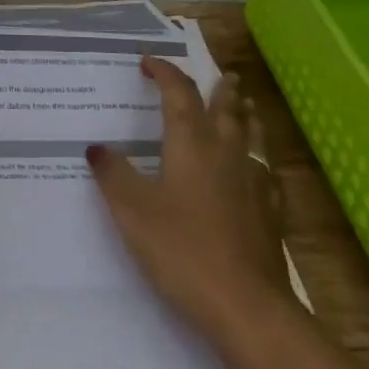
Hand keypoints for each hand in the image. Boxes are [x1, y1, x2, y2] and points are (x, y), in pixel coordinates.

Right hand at [87, 57, 291, 345]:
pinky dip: (259, 158)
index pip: (179, 93)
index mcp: (191, 143)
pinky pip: (266, 171)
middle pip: (226, 108)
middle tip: (224, 74)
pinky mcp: (271, 212)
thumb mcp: (132, 211)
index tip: (148, 62)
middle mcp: (226, 152)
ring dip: (246, 114)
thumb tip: (97, 147)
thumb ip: (113, 175)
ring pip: (252, 135)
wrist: (246, 306)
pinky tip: (259, 171)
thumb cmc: (182, 250)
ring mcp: (254, 182)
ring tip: (246, 105)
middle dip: (220, 88)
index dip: (164, 72)